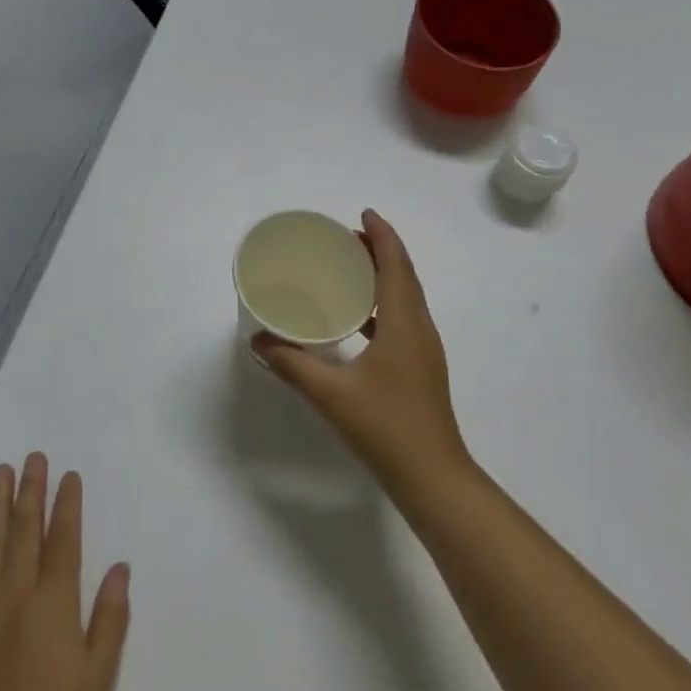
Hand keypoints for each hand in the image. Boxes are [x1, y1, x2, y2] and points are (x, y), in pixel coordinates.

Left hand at [0, 453, 130, 690]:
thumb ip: (110, 616)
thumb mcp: (98, 674)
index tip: (68, 475)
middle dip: (30, 490)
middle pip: (24, 529)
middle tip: (33, 457)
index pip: (62, 538)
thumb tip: (120, 567)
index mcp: (53, 601)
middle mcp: (15, 592)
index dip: (66, 503)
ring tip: (1, 472)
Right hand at [252, 210, 471, 496]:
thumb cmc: (385, 427)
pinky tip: (356, 318)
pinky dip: (382, 304)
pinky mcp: (420, 367)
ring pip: (406, 297)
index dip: (382, 235)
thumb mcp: (331, 394)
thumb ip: (292, 365)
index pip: (396, 265)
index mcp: (405, 324)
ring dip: (383, 275)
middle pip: (404, 275)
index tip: (362, 213)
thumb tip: (258, 341)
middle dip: (380, 250)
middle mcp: (420, 329)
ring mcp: (424, 350)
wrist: (432, 476)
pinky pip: (402, 319)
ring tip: (349, 268)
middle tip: (345, 238)